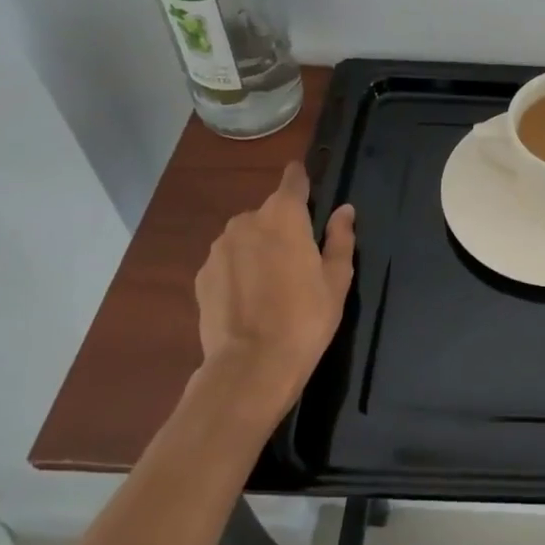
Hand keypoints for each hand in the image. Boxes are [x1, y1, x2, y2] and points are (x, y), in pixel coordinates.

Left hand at [193, 162, 356, 417]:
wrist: (251, 365)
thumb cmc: (306, 317)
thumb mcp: (337, 279)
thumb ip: (340, 238)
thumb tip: (344, 211)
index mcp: (284, 215)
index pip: (293, 180)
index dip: (301, 179)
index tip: (308, 184)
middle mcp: (247, 221)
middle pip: (269, 212)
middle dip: (282, 226)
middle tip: (299, 259)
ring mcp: (219, 248)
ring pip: (245, 237)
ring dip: (258, 249)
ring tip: (272, 284)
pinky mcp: (201, 276)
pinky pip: (227, 262)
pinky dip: (239, 271)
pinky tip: (250, 300)